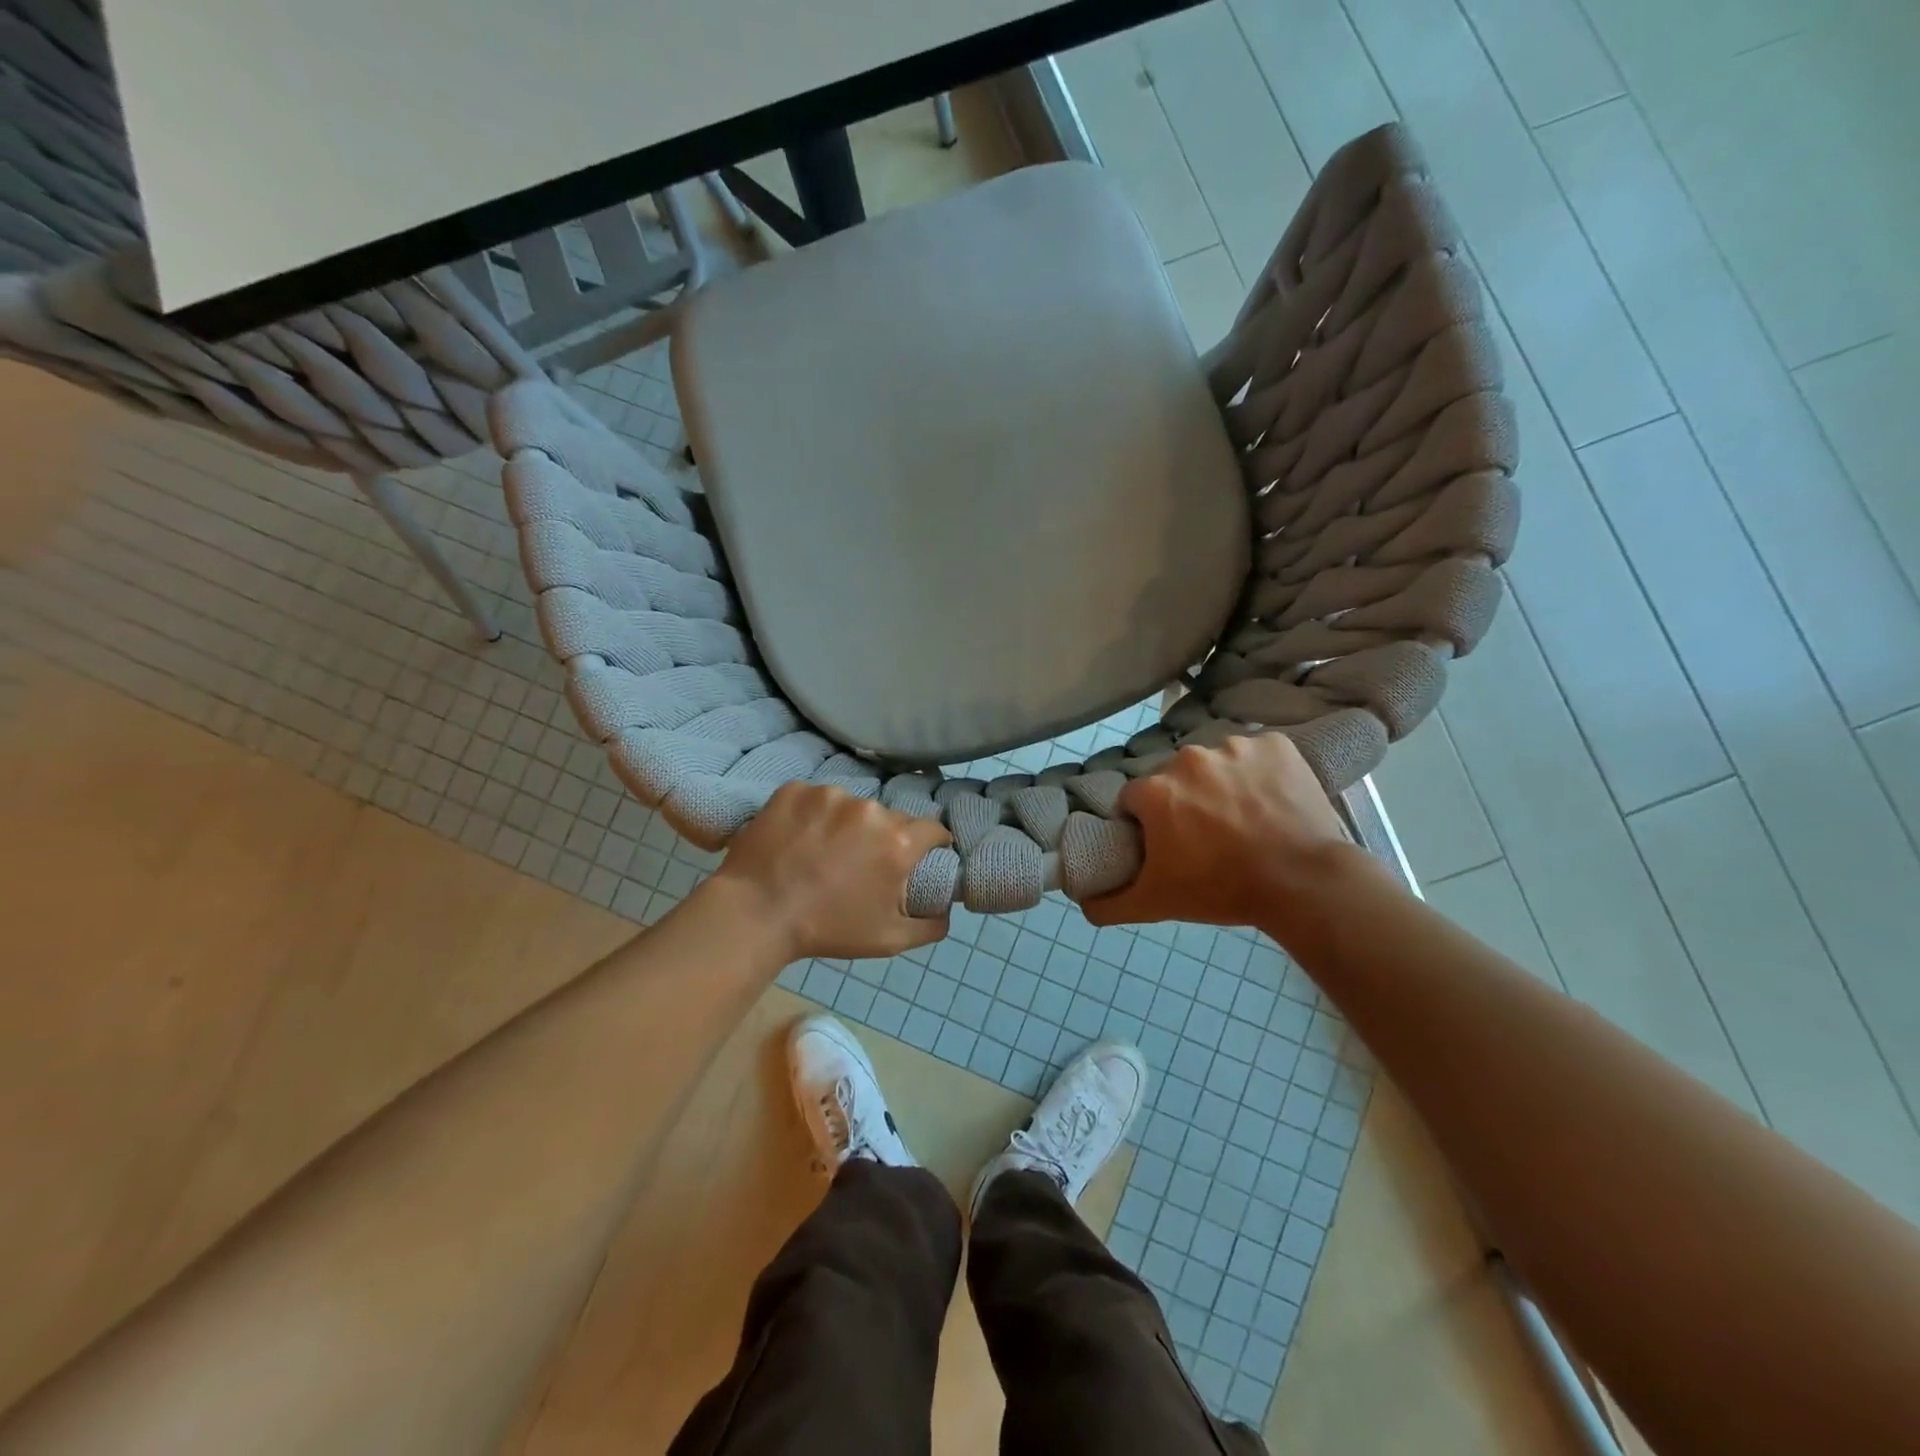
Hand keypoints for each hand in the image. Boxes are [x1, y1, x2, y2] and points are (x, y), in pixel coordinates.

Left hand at [711, 783, 951, 959]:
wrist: (756, 913)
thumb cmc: (827, 929)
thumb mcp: (889, 941)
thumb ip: (931, 925)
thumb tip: (947, 911)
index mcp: (897, 842)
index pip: (932, 830)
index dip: (931, 843)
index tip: (920, 855)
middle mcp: (870, 810)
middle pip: (890, 818)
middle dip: (883, 837)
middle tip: (860, 862)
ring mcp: (830, 795)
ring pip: (851, 806)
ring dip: (845, 824)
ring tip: (822, 851)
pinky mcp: (795, 789)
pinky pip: (814, 798)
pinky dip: (811, 814)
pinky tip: (797, 838)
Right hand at [1084, 733, 1351, 928]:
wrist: (1302, 882)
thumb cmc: (1222, 889)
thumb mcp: (1157, 903)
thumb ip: (1110, 903)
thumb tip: (1081, 902)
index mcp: (1155, 790)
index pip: (1135, 800)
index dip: (1147, 823)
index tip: (1168, 843)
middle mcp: (1188, 758)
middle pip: (1175, 777)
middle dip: (1184, 800)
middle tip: (1208, 835)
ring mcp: (1234, 747)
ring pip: (1215, 762)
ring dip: (1221, 784)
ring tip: (1244, 818)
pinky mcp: (1275, 744)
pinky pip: (1256, 753)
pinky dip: (1259, 771)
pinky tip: (1270, 799)